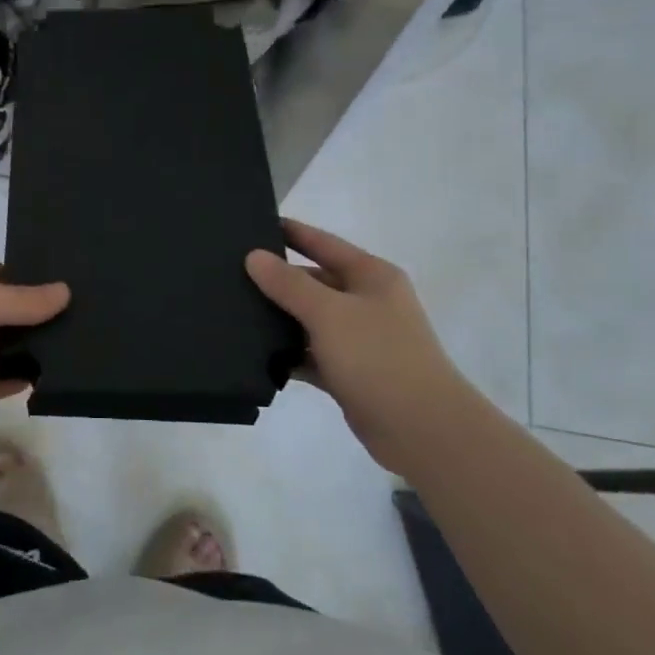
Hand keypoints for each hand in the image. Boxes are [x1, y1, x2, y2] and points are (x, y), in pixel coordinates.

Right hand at [247, 219, 477, 467]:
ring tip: (235, 313)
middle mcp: (367, 302)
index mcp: (371, 276)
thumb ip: (288, 284)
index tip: (255, 224)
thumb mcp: (328, 313)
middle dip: (278, 280)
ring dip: (280, 319)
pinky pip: (312, 355)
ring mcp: (360, 339)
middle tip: (232, 275)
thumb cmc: (378, 356)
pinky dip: (290, 355)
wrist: (422, 429)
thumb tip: (254, 256)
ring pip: (311, 320)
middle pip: (315, 282)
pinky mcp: (351, 373)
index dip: (292, 233)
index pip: (324, 243)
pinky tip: (256, 355)